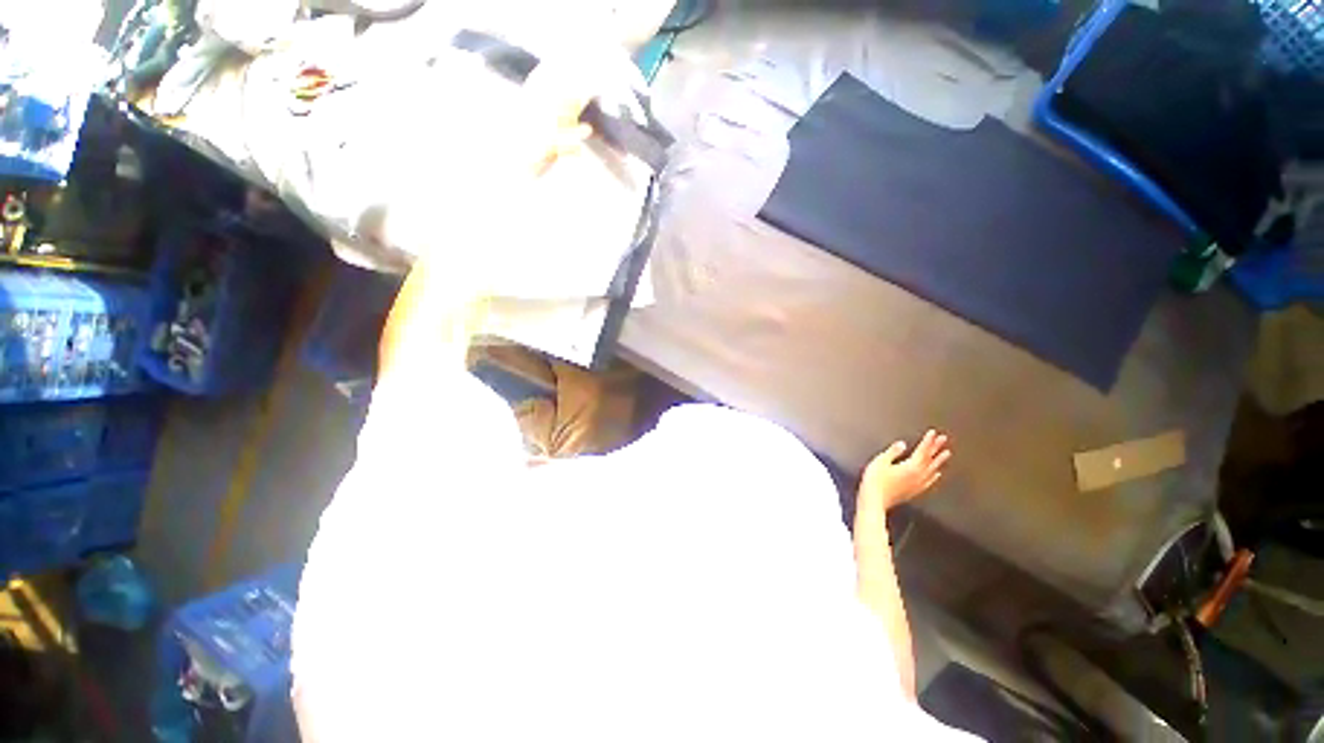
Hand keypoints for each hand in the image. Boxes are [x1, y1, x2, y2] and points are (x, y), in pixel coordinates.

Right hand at [859, 430, 950, 512]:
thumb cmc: (875, 480)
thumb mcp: (881, 461)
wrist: (874, 501)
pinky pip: (929, 481)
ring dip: (939, 461)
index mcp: (911, 466)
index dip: (928, 441)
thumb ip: (893, 452)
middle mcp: (918, 476)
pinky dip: (934, 476)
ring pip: (932, 470)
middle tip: (943, 440)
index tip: (933, 433)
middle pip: (929, 460)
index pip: (922, 451)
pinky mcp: (914, 492)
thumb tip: (902, 444)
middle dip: (936, 449)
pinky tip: (936, 474)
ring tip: (946, 454)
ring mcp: (917, 485)